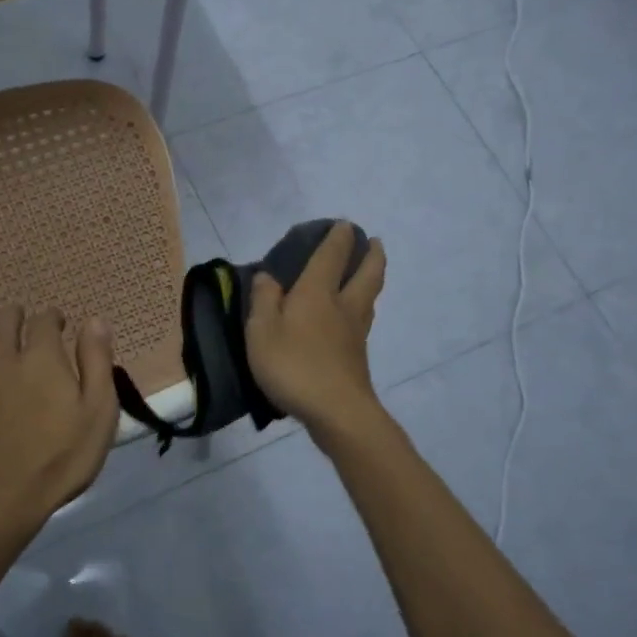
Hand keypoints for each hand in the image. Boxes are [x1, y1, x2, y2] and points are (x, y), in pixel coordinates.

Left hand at [0, 304, 119, 535]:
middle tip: (20, 316)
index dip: (53, 317)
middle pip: (6, 321)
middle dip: (15, 314)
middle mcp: (3, 357)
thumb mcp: (98, 413)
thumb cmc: (59, 459)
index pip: (45, 322)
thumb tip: (95, 320)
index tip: (59, 323)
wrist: (0, 500)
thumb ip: (97, 363)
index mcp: (42, 358)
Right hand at [245, 222, 387, 430]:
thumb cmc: (294, 366)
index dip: (339, 237)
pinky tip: (354, 316)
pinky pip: (363, 320)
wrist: (337, 412)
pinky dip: (363, 306)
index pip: (332, 255)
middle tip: (374, 242)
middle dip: (372, 254)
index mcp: (318, 293)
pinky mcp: (358, 357)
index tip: (345, 224)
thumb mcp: (262, 331)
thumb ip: (263, 300)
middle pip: (367, 273)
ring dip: (373, 278)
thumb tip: (268, 275)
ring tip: (368, 272)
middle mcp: (342, 306)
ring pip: (370, 296)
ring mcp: (355, 332)